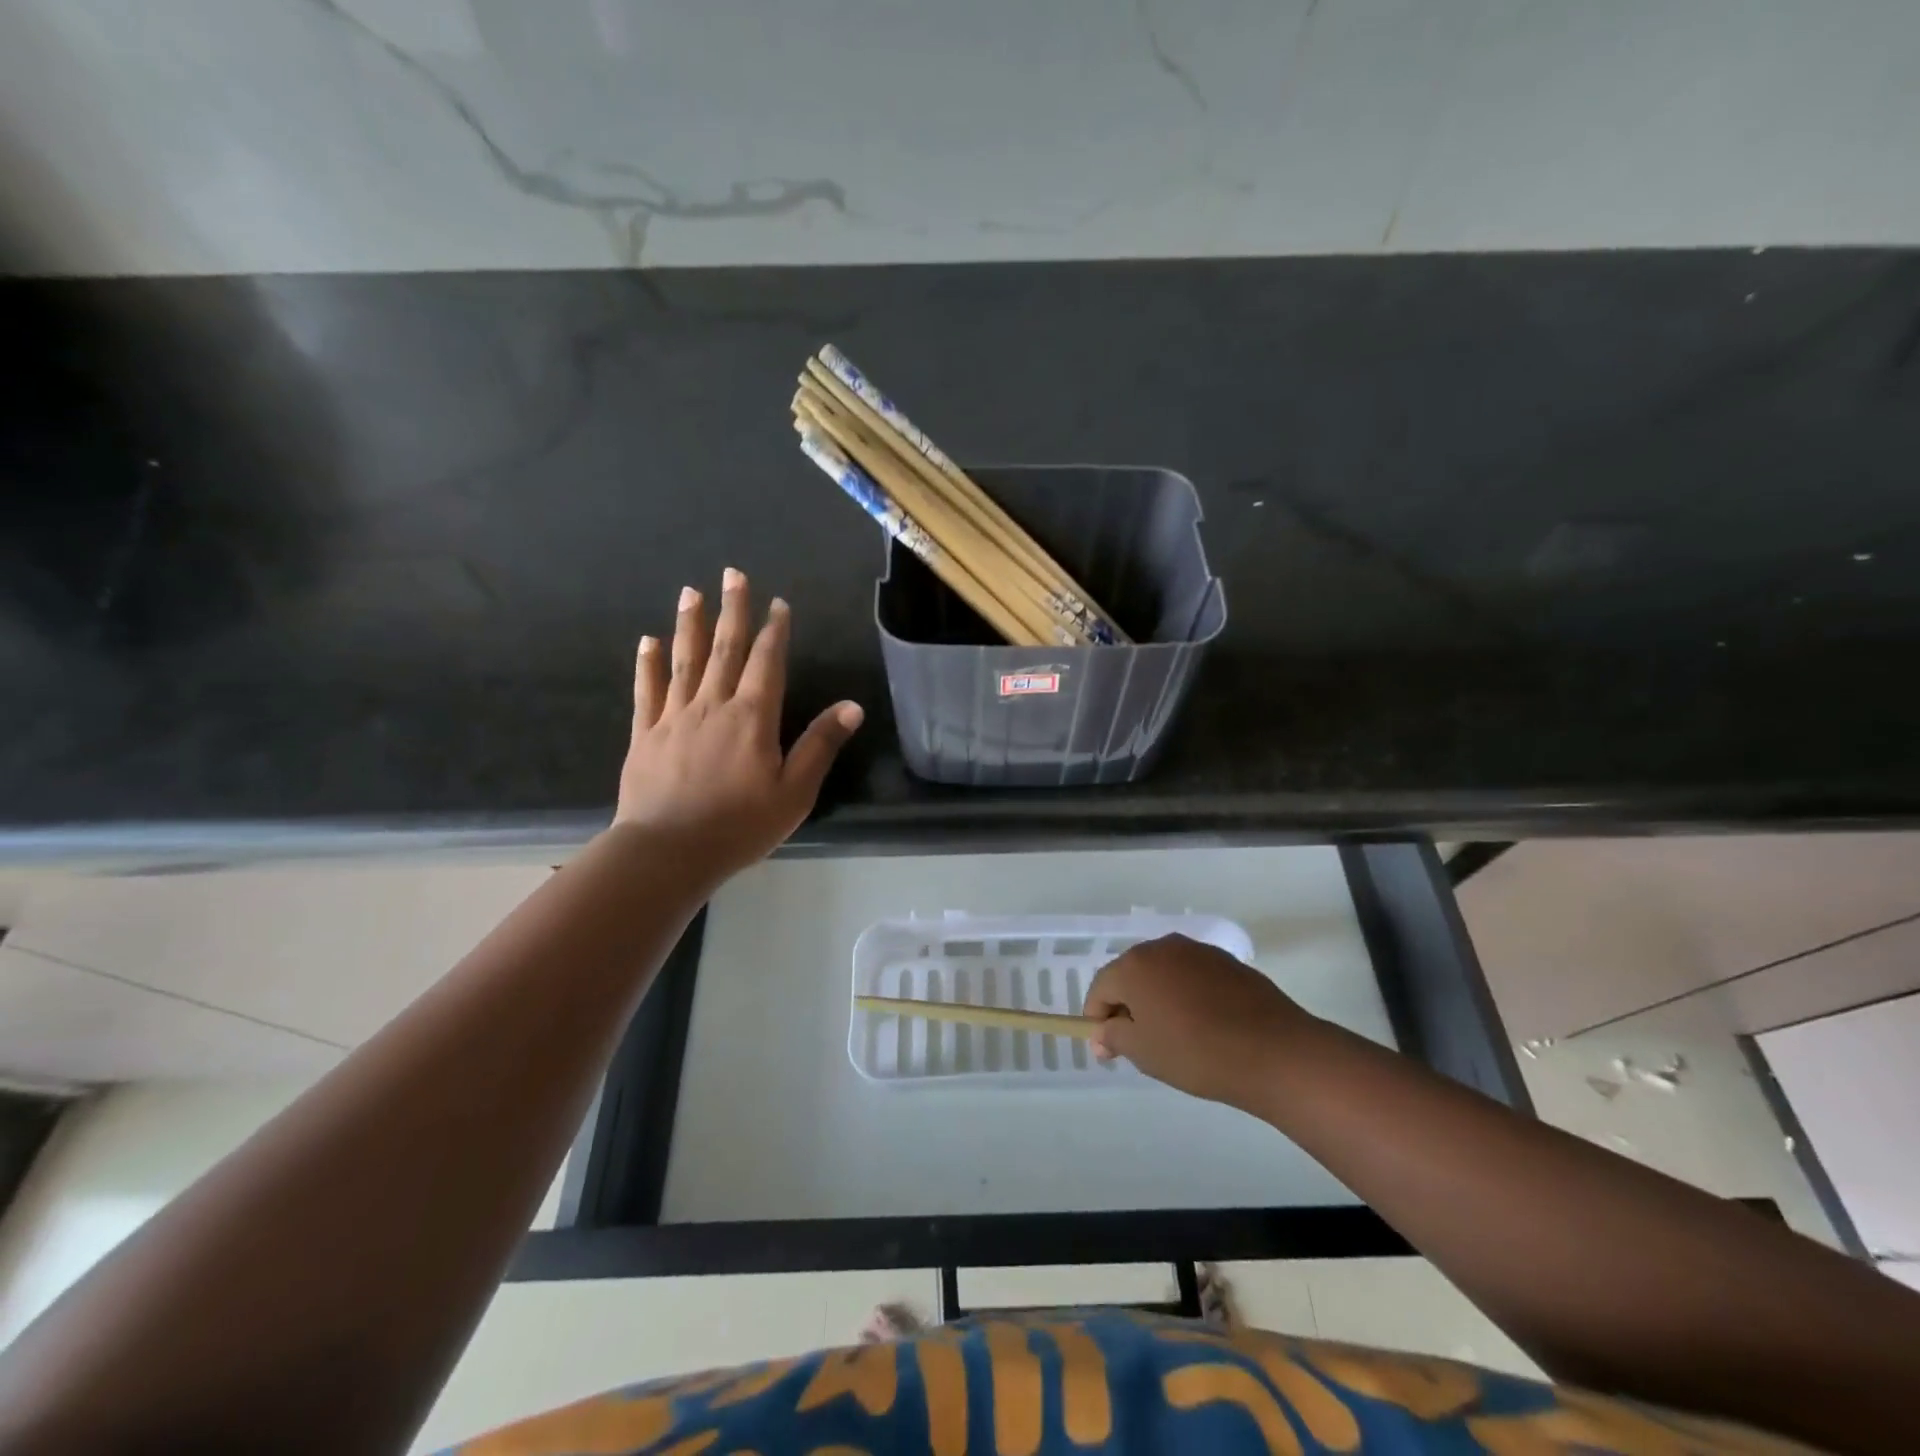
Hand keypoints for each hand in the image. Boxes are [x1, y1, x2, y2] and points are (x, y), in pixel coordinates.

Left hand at [614, 568, 862, 881]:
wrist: (667, 852)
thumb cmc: (739, 825)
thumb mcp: (794, 792)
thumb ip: (820, 745)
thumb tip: (852, 706)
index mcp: (753, 717)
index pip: (767, 662)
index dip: (774, 631)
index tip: (778, 603)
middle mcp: (713, 705)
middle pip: (725, 649)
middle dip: (732, 610)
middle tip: (732, 574)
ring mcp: (674, 717)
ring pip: (684, 661)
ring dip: (690, 624)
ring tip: (691, 592)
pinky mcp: (644, 734)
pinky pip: (646, 690)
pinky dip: (648, 664)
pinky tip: (647, 641)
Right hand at [1085, 934, 1316, 1109]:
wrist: (1274, 1051)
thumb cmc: (1196, 1053)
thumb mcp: (1145, 1053)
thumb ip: (1113, 1037)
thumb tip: (1102, 1033)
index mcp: (1135, 965)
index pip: (1100, 987)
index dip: (1097, 1018)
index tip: (1107, 1050)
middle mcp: (1162, 947)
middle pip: (1131, 974)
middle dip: (1127, 1005)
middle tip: (1138, 1043)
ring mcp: (1198, 951)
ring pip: (1163, 973)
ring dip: (1158, 998)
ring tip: (1173, 1035)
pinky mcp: (1227, 961)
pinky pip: (1192, 976)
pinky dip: (1187, 995)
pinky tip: (1203, 1025)